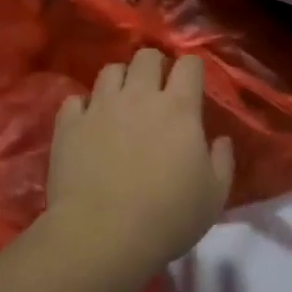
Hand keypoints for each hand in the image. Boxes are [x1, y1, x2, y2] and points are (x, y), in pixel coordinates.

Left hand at [47, 50, 233, 277]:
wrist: (102, 236)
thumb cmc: (167, 218)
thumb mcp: (213, 197)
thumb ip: (222, 161)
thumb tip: (220, 139)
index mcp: (178, 108)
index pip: (189, 64)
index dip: (192, 69)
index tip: (192, 85)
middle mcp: (139, 95)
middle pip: (146, 56)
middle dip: (154, 66)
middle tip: (156, 90)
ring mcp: (100, 106)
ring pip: (110, 70)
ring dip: (120, 80)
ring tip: (121, 102)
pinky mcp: (70, 124)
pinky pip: (75, 100)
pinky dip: (83, 107)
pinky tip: (88, 123)